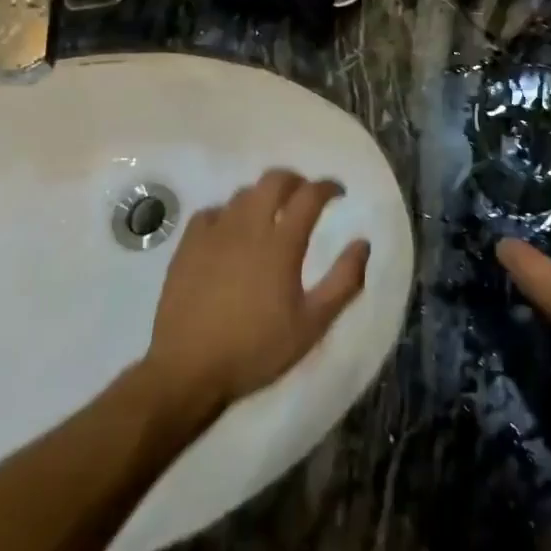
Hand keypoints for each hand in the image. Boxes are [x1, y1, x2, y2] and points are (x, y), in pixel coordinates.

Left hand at [143, 171, 370, 418]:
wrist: (187, 370)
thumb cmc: (255, 349)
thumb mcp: (311, 324)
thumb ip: (343, 281)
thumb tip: (363, 243)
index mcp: (281, 243)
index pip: (310, 195)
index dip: (328, 187)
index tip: (339, 193)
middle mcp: (248, 226)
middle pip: (274, 180)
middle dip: (296, 180)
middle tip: (306, 196)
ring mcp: (214, 232)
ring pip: (243, 194)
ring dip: (263, 195)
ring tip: (271, 214)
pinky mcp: (188, 245)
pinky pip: (212, 212)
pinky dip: (229, 212)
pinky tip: (231, 231)